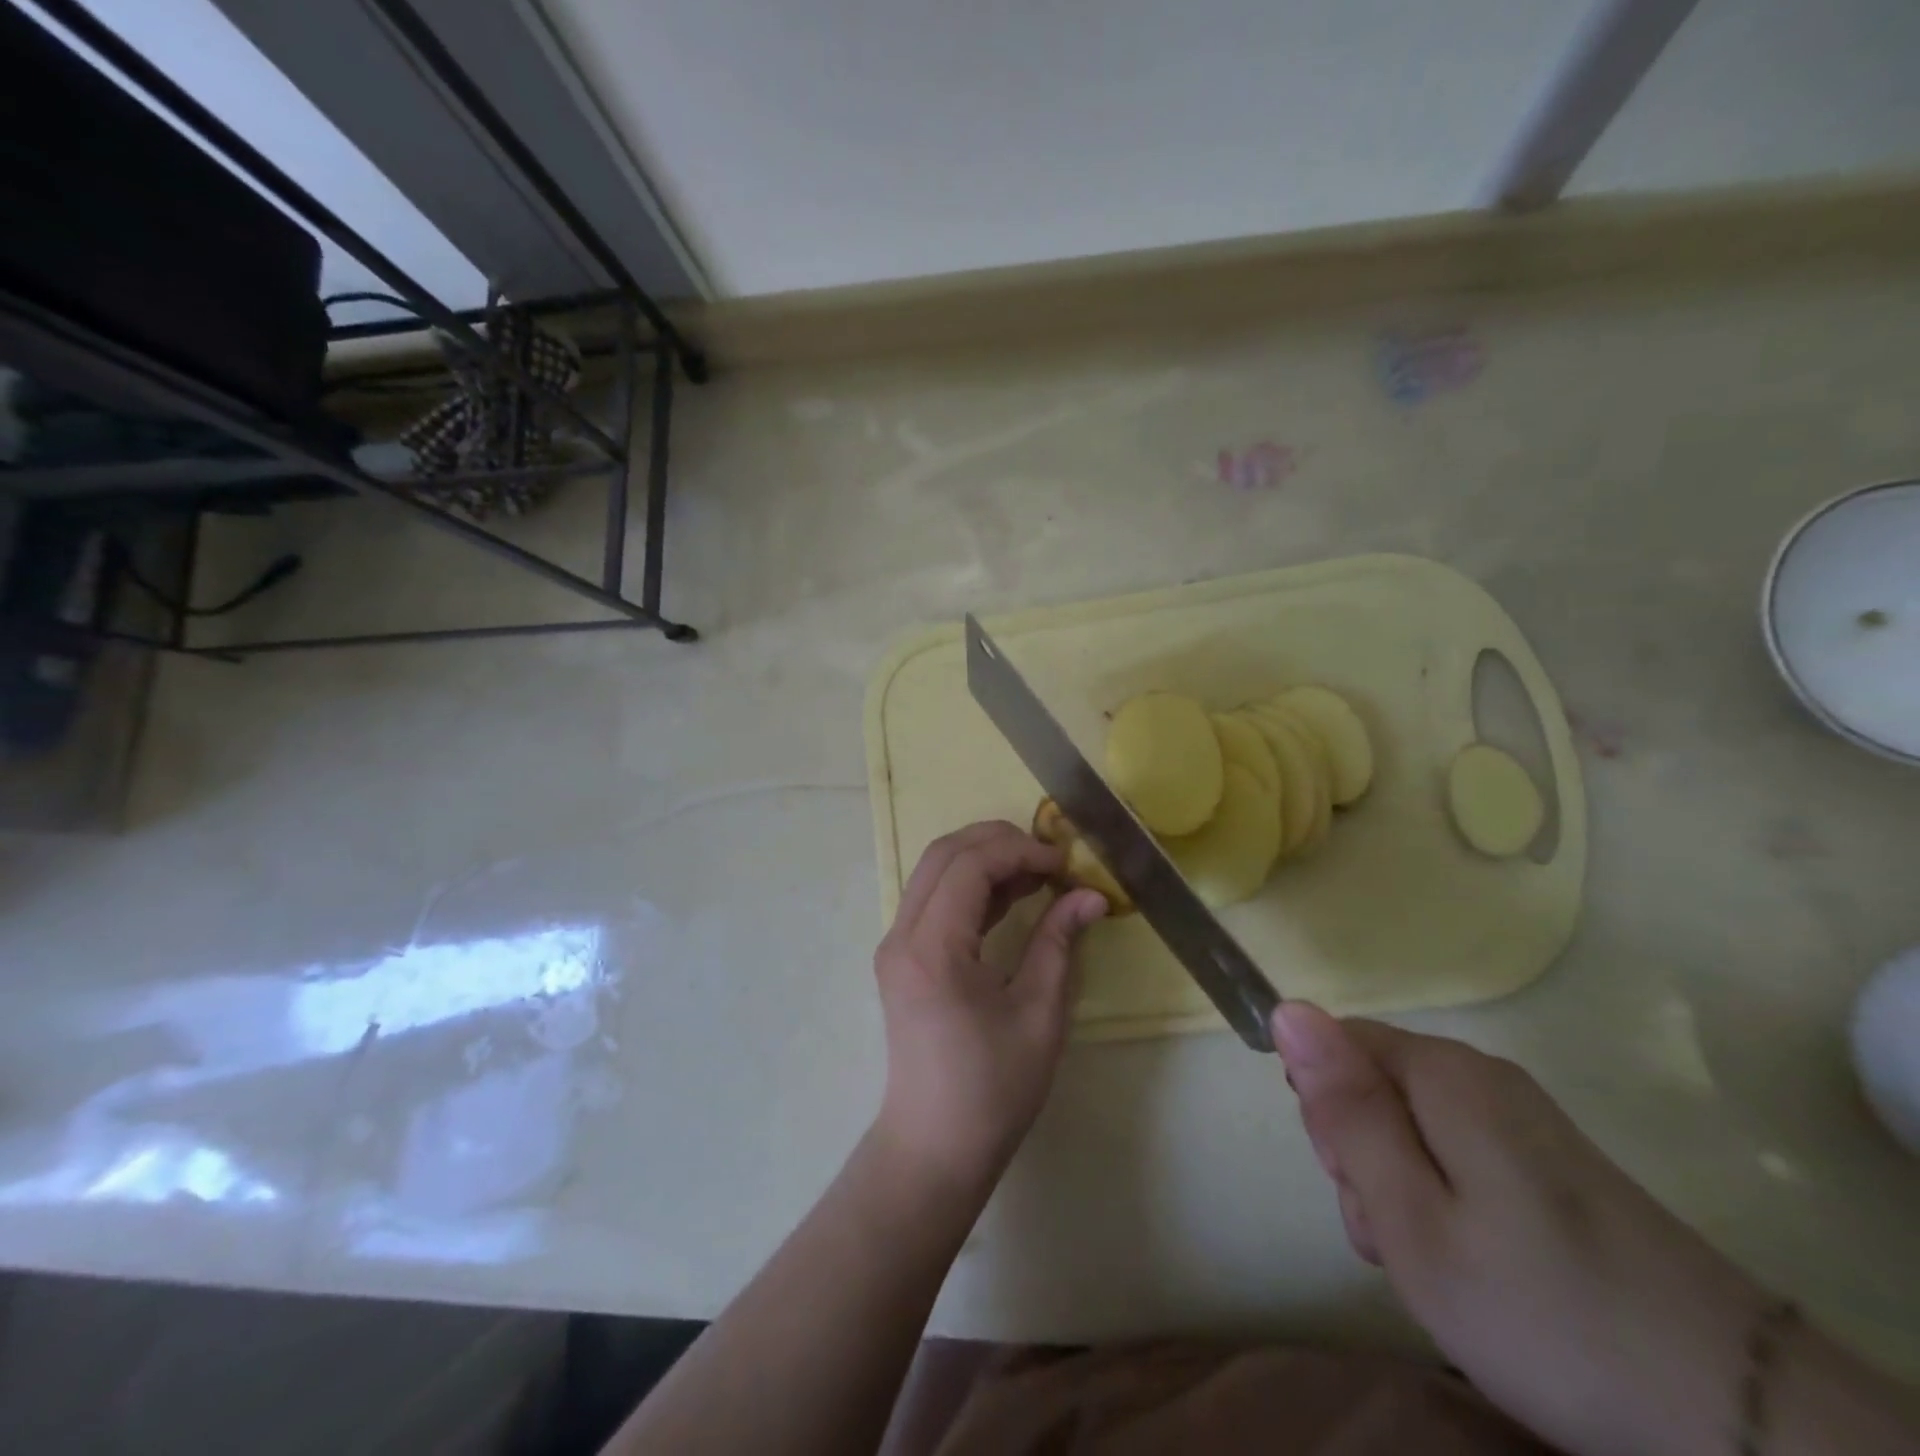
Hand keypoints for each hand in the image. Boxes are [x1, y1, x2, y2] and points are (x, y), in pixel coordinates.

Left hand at [872, 822, 1106, 1197]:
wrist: (935, 1146)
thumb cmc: (992, 1088)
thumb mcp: (1039, 1014)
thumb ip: (1059, 943)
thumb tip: (1091, 895)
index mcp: (932, 948)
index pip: (970, 865)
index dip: (1020, 851)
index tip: (1064, 864)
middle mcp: (902, 935)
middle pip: (944, 854)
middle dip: (998, 842)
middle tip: (1049, 858)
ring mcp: (896, 945)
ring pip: (935, 871)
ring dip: (984, 860)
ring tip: (1038, 874)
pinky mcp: (902, 957)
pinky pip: (934, 899)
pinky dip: (971, 887)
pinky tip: (1012, 897)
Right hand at [1275, 1001, 1767, 1455]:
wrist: (1744, 1416)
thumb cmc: (1542, 1309)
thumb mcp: (1410, 1216)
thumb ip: (1345, 1108)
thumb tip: (1288, 1007)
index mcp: (1441, 1073)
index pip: (1333, 1046)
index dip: (1325, 1112)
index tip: (1357, 1184)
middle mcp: (1479, 1074)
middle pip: (1371, 1084)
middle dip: (1361, 1155)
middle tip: (1399, 1236)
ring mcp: (1521, 1117)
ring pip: (1409, 1125)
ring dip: (1398, 1187)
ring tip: (1439, 1264)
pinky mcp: (1548, 1160)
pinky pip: (1456, 1153)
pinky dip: (1443, 1202)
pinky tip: (1472, 1265)